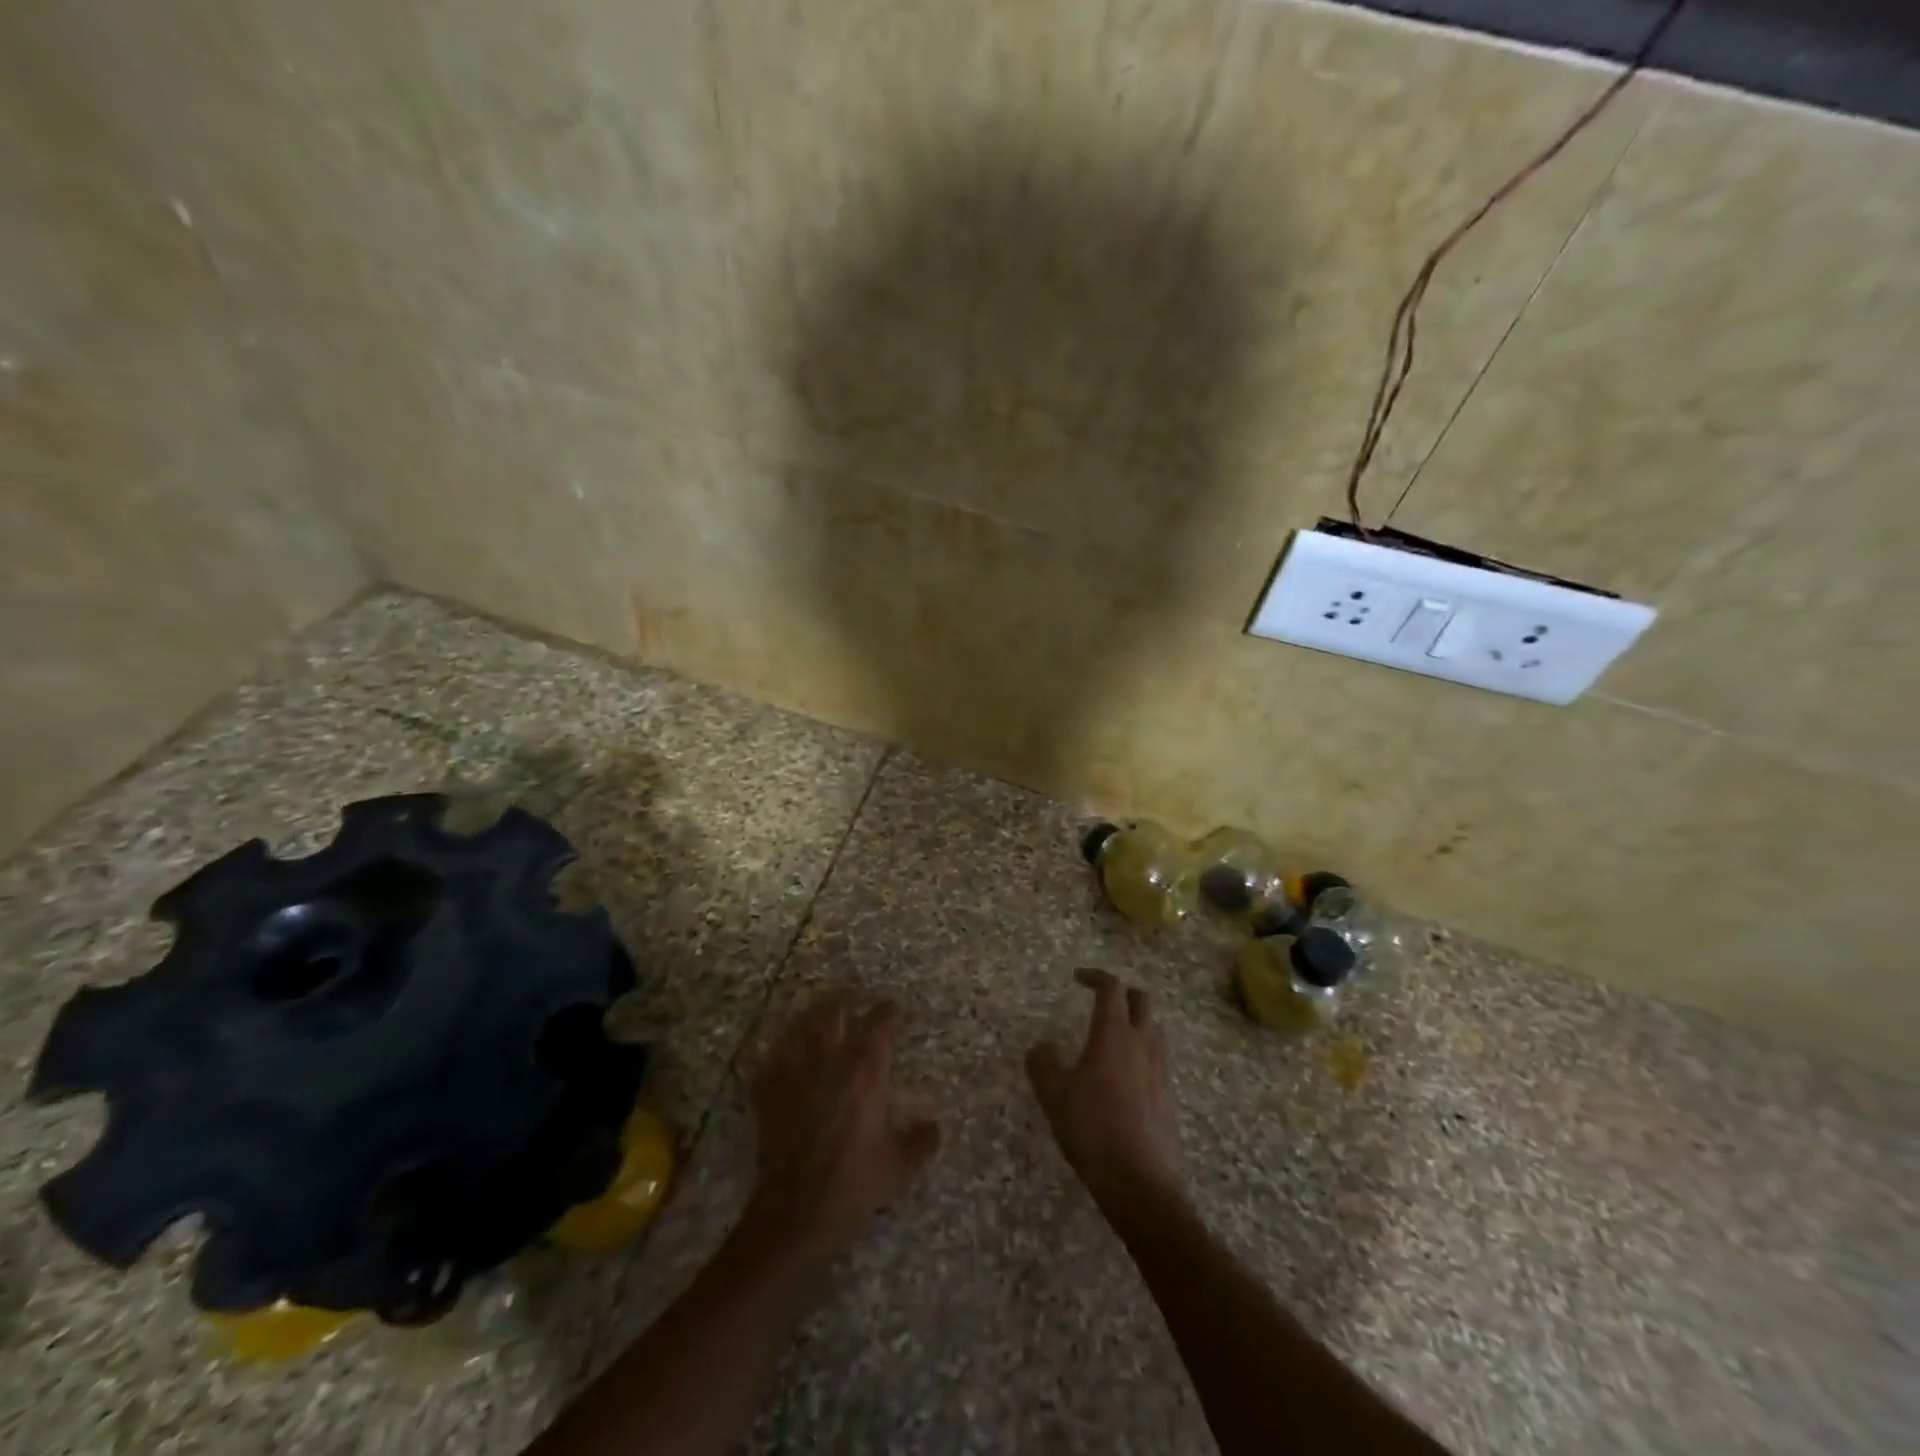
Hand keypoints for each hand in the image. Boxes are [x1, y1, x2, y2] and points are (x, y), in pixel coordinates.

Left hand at [749, 990, 940, 1256]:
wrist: (796, 1211)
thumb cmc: (854, 1183)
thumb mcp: (900, 1166)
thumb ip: (921, 1140)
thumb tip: (934, 1126)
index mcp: (866, 1068)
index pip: (879, 1022)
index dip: (887, 1011)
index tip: (892, 1008)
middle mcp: (829, 1058)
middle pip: (834, 1011)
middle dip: (843, 1001)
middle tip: (850, 997)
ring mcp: (793, 1072)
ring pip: (800, 1027)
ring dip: (810, 1018)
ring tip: (816, 1014)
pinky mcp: (767, 1092)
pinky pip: (771, 1059)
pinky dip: (778, 1052)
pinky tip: (780, 1054)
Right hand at [1026, 969, 1182, 1207]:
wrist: (1139, 1182)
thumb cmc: (1092, 1130)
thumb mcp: (1054, 1096)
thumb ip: (1042, 1064)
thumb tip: (1041, 1047)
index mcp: (1113, 1034)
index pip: (1111, 987)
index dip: (1095, 976)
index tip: (1078, 978)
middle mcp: (1141, 1043)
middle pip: (1141, 1000)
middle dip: (1121, 993)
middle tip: (1100, 1001)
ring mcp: (1159, 1069)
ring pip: (1153, 1028)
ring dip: (1135, 1021)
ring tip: (1111, 1037)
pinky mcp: (1167, 1095)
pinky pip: (1157, 1058)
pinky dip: (1141, 1052)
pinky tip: (1123, 1076)